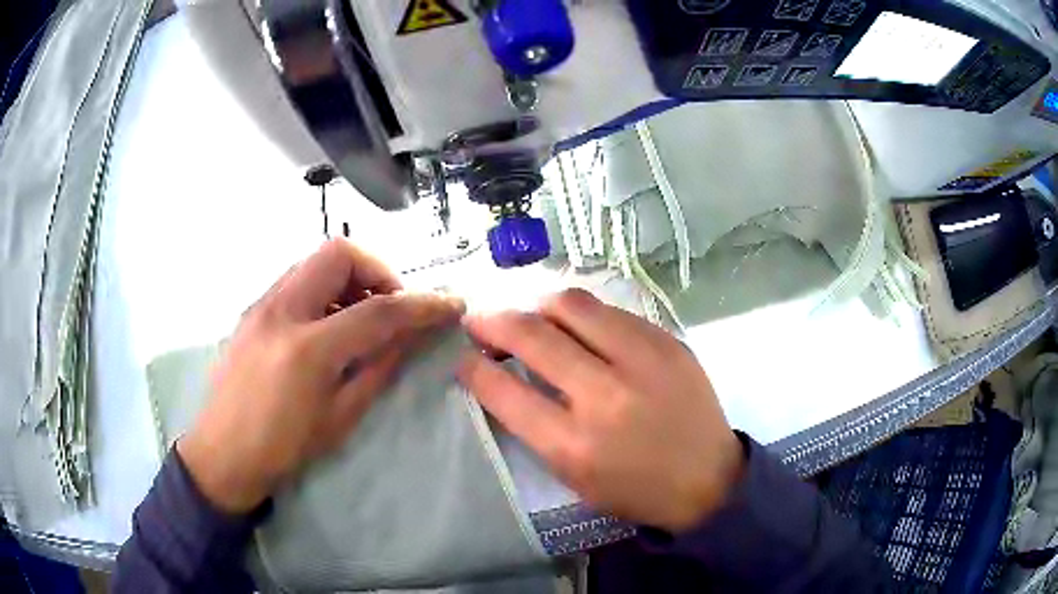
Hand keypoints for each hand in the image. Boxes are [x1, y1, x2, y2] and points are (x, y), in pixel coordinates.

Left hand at [178, 239, 464, 512]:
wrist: (222, 453)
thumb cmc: (284, 447)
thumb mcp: (340, 417)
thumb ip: (378, 368)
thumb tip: (410, 336)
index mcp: (308, 348)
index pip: (378, 310)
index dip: (423, 305)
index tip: (451, 304)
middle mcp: (281, 310)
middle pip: (339, 254)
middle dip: (377, 272)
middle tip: (388, 309)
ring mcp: (261, 304)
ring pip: (315, 261)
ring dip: (348, 279)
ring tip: (357, 320)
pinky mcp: (252, 309)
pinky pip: (296, 279)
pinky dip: (324, 290)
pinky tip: (325, 327)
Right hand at [457, 289, 743, 532]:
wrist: (708, 480)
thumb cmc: (634, 489)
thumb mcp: (572, 476)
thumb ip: (535, 425)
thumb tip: (503, 374)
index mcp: (573, 445)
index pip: (504, 391)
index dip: (473, 367)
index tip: (464, 357)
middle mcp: (605, 396)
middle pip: (532, 335)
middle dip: (492, 321)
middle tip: (479, 321)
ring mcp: (642, 361)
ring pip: (572, 304)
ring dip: (537, 305)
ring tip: (529, 316)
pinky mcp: (667, 342)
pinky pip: (611, 311)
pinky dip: (582, 314)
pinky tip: (577, 325)